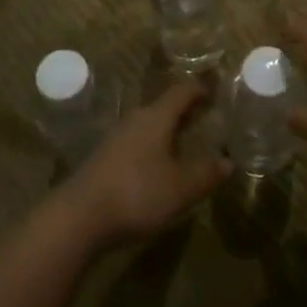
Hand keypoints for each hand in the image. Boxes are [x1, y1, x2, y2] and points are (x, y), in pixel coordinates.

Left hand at [63, 81, 228, 247]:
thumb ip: (206, 174)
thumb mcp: (181, 188)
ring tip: (184, 142)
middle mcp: (135, 120)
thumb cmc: (137, 193)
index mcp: (156, 117)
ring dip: (166, 130)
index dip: (199, 89)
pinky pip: (135, 142)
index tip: (214, 92)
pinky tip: (157, 166)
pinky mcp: (103, 158)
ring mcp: (115, 138)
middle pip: (163, 107)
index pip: (181, 92)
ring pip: (148, 125)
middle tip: (205, 118)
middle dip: (184, 111)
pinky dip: (152, 146)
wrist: (79, 217)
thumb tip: (228, 161)